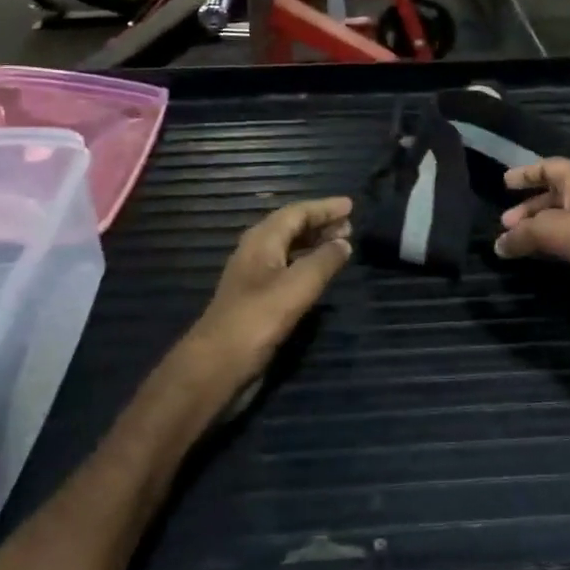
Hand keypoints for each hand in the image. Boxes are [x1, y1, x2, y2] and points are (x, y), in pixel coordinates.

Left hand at [184, 197, 353, 390]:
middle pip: (290, 227)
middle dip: (320, 224)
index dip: (324, 208)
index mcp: (262, 240)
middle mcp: (256, 252)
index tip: (350, 205)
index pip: (296, 212)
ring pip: (289, 249)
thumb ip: (324, 261)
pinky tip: (320, 274)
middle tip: (350, 225)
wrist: (218, 364)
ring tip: (341, 245)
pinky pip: (287, 269)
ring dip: (314, 243)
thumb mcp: (297, 286)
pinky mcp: (258, 299)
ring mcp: (255, 277)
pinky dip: (307, 264)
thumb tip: (344, 243)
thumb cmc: (257, 319)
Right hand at [494, 160, 569, 322]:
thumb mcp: (554, 229)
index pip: (550, 167)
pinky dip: (553, 249)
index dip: (527, 173)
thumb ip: (523, 234)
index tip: (504, 183)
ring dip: (538, 230)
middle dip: (528, 207)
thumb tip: (498, 244)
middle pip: (554, 196)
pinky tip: (539, 260)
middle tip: (505, 223)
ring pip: (562, 222)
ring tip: (514, 244)